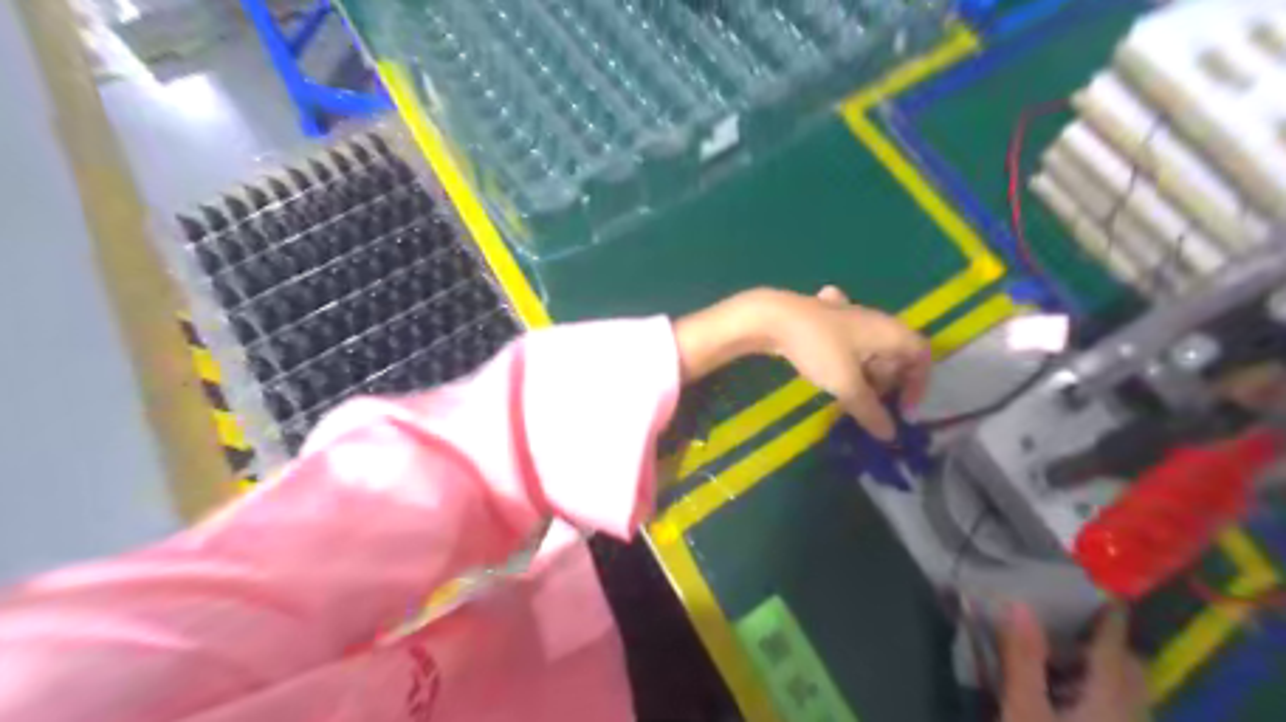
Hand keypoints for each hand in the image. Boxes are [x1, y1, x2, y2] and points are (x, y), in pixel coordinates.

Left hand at [674, 287, 935, 439]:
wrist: (773, 318)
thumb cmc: (819, 348)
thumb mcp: (847, 385)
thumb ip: (870, 411)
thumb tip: (889, 435)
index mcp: (889, 331)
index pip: (921, 355)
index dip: (918, 385)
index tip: (901, 410)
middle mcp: (875, 320)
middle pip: (895, 354)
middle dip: (887, 383)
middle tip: (869, 406)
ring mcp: (848, 315)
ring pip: (869, 348)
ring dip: (865, 374)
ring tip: (848, 395)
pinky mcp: (825, 318)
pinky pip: (847, 342)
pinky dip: (846, 359)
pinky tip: (828, 368)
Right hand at [998, 603, 1150, 721]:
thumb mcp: (1024, 709)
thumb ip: (1024, 658)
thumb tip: (1021, 604)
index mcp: (1110, 701)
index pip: (1114, 649)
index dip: (1109, 617)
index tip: (1102, 588)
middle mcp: (1129, 715)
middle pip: (1131, 669)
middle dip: (1109, 641)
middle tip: (1075, 617)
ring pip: (1128, 690)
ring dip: (1105, 665)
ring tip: (1067, 649)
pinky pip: (1120, 706)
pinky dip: (1100, 687)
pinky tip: (1069, 689)